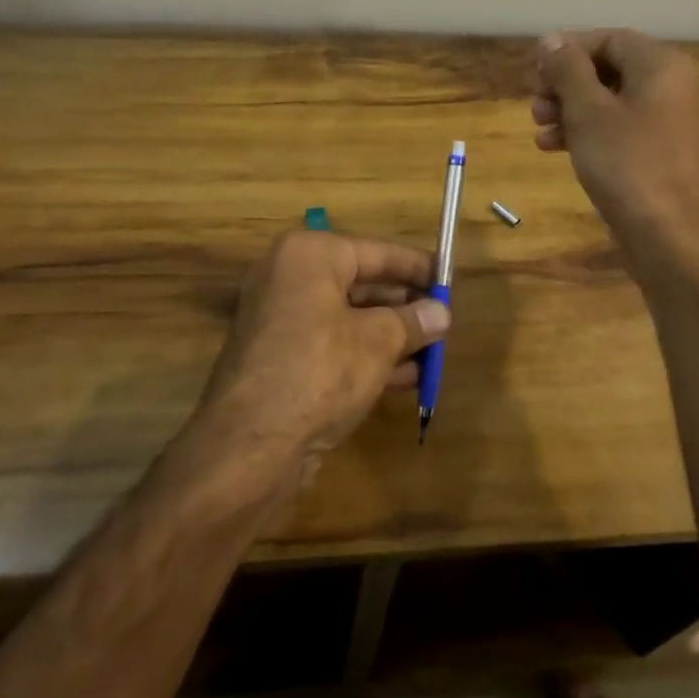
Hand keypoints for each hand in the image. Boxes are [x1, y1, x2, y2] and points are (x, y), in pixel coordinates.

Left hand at [199, 229, 447, 468]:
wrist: (250, 446)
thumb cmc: (320, 371)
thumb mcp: (377, 342)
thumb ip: (412, 321)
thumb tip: (440, 313)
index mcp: (309, 256)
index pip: (375, 251)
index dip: (415, 267)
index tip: (448, 277)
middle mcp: (289, 278)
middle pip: (360, 284)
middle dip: (404, 305)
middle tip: (442, 319)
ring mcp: (279, 320)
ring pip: (347, 318)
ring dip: (390, 335)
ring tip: (432, 350)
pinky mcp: (278, 358)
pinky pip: (331, 344)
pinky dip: (365, 355)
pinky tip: (405, 377)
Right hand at [530, 29, 698, 265]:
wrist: (671, 238)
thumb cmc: (628, 164)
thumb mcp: (588, 111)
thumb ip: (567, 69)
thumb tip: (551, 38)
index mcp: (661, 65)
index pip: (608, 38)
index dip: (567, 50)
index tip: (534, 71)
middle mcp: (669, 86)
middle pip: (607, 68)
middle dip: (565, 83)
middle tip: (534, 101)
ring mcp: (666, 121)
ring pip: (608, 101)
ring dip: (569, 109)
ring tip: (538, 127)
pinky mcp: (657, 152)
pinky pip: (617, 128)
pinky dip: (585, 132)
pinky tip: (553, 147)